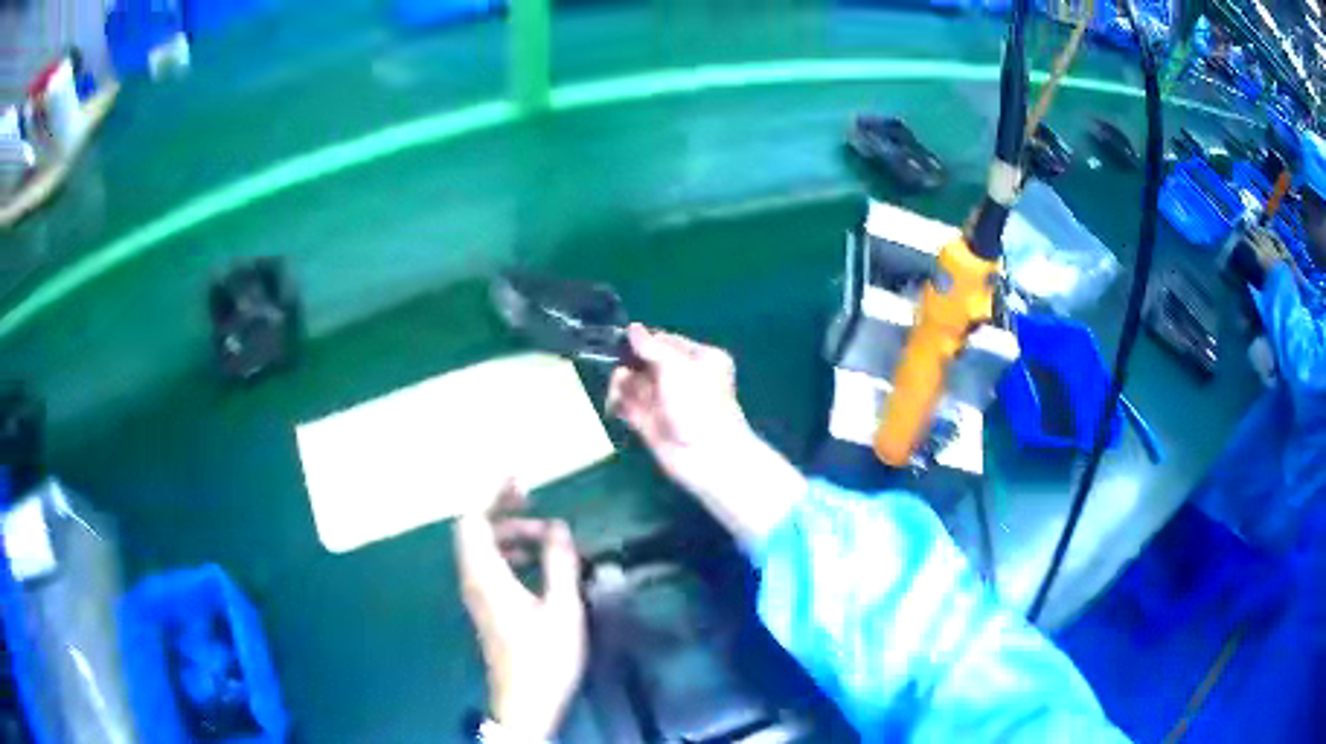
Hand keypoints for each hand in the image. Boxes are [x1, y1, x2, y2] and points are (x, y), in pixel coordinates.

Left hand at [454, 485, 585, 738]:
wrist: (526, 702)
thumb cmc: (544, 657)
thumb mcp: (561, 609)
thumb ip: (559, 563)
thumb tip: (558, 527)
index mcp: (486, 576)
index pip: (474, 521)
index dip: (492, 493)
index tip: (518, 476)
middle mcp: (474, 580)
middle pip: (476, 531)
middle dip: (504, 510)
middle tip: (537, 502)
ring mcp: (478, 595)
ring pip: (484, 549)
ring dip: (511, 534)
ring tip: (547, 537)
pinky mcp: (487, 607)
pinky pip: (492, 566)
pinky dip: (512, 553)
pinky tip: (540, 564)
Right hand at [608, 325, 752, 493]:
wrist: (706, 456)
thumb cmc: (698, 403)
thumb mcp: (677, 365)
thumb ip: (651, 347)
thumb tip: (632, 328)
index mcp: (700, 359)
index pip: (666, 341)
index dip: (644, 341)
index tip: (622, 340)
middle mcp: (683, 379)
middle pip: (646, 362)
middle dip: (629, 363)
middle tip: (619, 368)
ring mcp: (666, 403)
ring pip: (635, 384)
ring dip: (621, 383)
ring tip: (617, 390)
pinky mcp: (650, 424)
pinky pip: (628, 406)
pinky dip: (619, 402)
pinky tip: (614, 404)